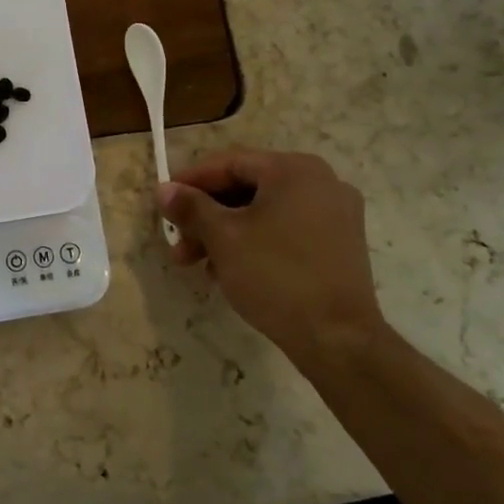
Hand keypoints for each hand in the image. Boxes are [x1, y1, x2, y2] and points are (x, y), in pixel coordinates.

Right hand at [159, 148, 386, 364]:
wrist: (338, 339)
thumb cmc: (275, 275)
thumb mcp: (223, 237)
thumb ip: (191, 207)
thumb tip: (165, 190)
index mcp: (294, 170)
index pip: (230, 163)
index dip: (191, 181)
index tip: (164, 201)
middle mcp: (321, 182)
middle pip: (247, 188)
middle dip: (206, 215)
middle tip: (177, 241)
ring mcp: (336, 214)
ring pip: (264, 211)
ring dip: (226, 232)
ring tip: (198, 264)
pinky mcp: (340, 245)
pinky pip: (286, 230)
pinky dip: (254, 242)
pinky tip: (229, 270)